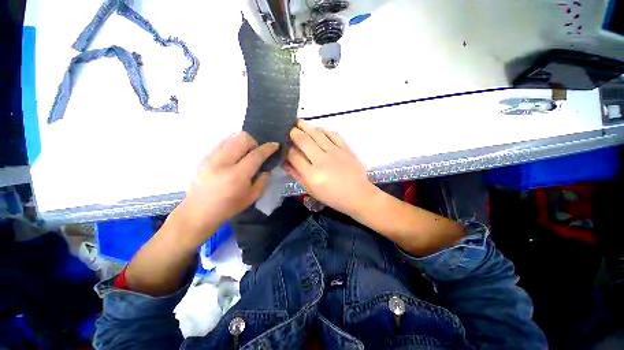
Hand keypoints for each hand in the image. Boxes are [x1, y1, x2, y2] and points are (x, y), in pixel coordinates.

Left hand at [176, 132, 278, 240]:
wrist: (198, 212)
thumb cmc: (229, 207)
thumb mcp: (252, 196)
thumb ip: (263, 178)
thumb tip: (268, 165)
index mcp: (237, 175)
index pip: (256, 155)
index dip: (268, 148)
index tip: (275, 144)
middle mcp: (222, 162)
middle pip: (242, 139)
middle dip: (255, 142)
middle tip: (257, 153)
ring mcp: (211, 157)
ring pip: (232, 137)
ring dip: (243, 143)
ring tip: (246, 154)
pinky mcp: (204, 157)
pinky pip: (223, 143)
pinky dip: (233, 146)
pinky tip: (234, 157)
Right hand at [285, 121, 375, 215]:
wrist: (357, 194)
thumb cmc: (333, 196)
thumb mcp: (311, 190)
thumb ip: (297, 176)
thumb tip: (285, 163)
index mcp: (312, 174)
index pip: (294, 156)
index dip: (287, 150)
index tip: (286, 146)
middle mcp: (322, 160)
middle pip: (304, 141)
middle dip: (294, 133)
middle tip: (290, 129)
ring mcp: (335, 152)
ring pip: (317, 134)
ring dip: (306, 126)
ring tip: (299, 122)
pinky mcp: (346, 148)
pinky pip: (333, 134)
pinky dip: (324, 130)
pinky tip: (318, 129)